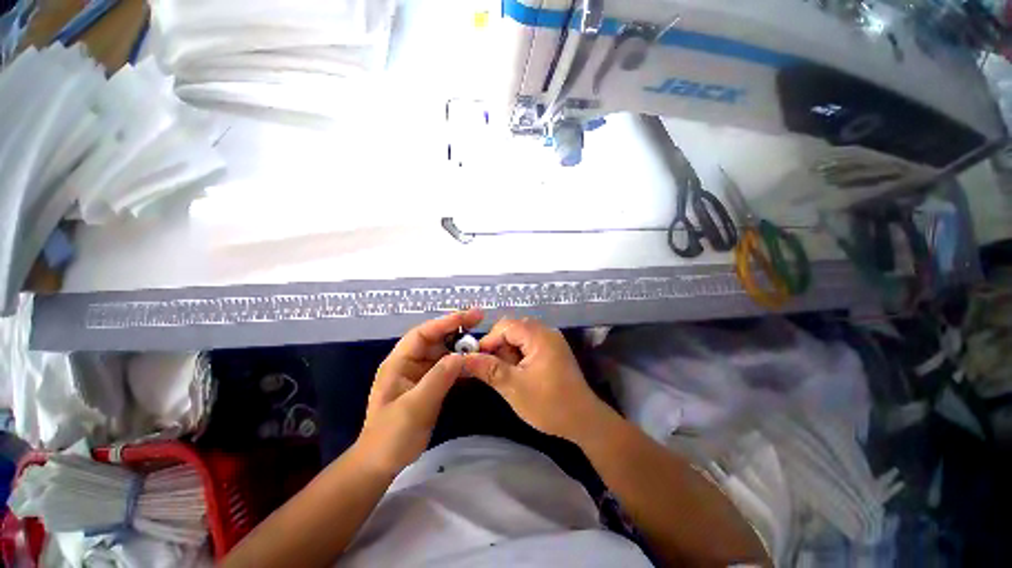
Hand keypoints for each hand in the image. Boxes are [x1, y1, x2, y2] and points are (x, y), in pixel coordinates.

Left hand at [357, 309, 483, 474]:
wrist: (382, 463)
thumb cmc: (391, 435)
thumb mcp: (414, 407)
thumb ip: (437, 379)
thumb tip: (461, 356)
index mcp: (399, 362)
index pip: (422, 333)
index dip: (445, 322)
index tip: (468, 316)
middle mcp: (410, 363)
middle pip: (435, 339)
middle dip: (457, 329)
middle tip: (480, 319)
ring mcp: (421, 374)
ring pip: (444, 352)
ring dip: (462, 346)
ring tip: (482, 340)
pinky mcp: (430, 385)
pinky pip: (448, 368)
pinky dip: (462, 364)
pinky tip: (476, 363)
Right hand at [463, 318, 610, 442]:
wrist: (583, 420)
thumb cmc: (549, 404)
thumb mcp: (514, 387)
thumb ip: (488, 369)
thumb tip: (464, 359)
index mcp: (539, 336)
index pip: (505, 326)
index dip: (488, 340)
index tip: (477, 360)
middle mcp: (546, 332)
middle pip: (513, 329)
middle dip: (498, 347)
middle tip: (492, 369)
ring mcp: (551, 341)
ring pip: (520, 337)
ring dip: (507, 352)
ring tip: (505, 374)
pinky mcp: (553, 350)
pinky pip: (529, 344)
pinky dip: (518, 355)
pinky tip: (517, 373)